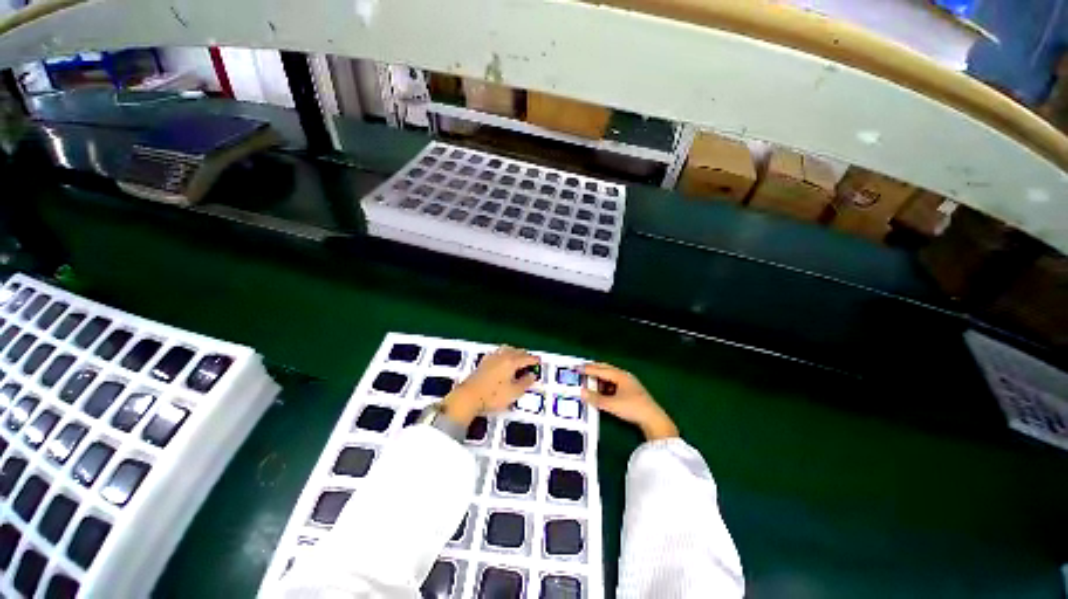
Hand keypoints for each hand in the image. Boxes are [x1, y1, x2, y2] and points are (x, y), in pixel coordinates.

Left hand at [442, 346, 539, 425]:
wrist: (468, 396)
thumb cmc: (493, 396)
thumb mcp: (514, 393)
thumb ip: (525, 383)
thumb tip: (532, 376)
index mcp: (511, 362)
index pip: (526, 358)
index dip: (534, 360)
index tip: (539, 361)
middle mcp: (502, 356)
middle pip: (517, 351)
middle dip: (525, 355)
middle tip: (530, 361)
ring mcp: (492, 358)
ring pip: (507, 349)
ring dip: (515, 352)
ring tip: (518, 358)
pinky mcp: (484, 362)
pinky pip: (498, 353)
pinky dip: (504, 354)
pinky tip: (502, 359)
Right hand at [581, 363, 678, 440]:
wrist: (654, 420)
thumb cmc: (632, 408)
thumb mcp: (611, 404)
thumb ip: (595, 398)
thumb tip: (581, 392)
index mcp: (620, 376)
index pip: (600, 369)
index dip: (587, 369)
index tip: (577, 368)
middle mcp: (624, 376)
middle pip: (606, 369)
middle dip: (594, 369)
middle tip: (582, 370)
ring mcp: (629, 383)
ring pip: (610, 376)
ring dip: (599, 378)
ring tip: (589, 381)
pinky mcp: (631, 391)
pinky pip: (614, 383)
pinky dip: (605, 384)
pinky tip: (601, 391)